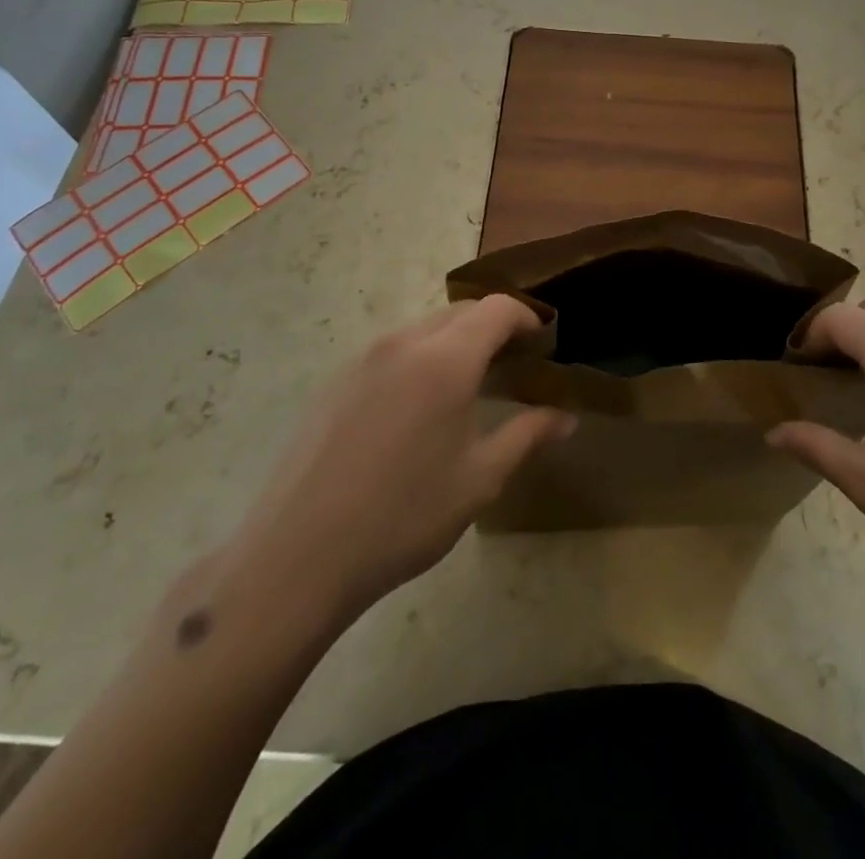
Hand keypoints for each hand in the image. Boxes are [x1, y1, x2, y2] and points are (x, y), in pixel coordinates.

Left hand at [222, 296, 574, 622]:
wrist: (298, 555)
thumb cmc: (404, 516)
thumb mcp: (479, 479)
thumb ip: (527, 435)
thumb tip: (566, 417)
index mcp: (445, 360)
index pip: (497, 309)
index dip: (526, 319)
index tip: (542, 345)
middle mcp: (404, 343)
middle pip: (460, 312)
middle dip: (492, 327)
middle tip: (512, 366)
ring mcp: (363, 358)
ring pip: (423, 328)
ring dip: (454, 342)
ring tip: (467, 387)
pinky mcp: (335, 380)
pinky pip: (391, 351)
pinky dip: (419, 358)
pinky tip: (415, 410)